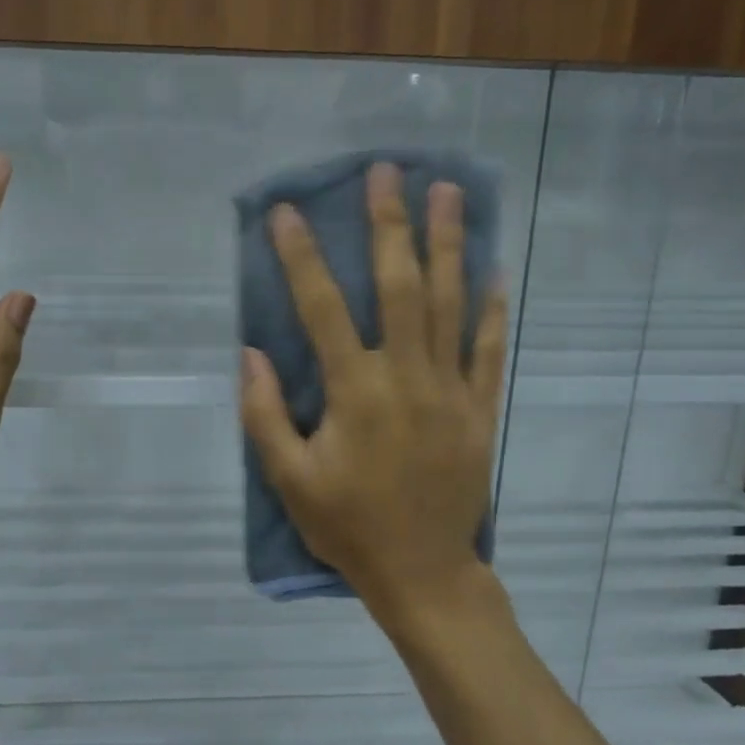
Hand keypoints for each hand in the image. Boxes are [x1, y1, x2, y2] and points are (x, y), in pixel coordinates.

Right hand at [240, 162, 506, 620]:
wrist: (423, 572)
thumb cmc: (348, 527)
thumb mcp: (289, 480)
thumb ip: (266, 415)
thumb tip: (251, 354)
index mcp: (355, 393)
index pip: (323, 310)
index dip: (302, 258)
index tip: (287, 212)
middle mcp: (406, 377)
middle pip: (398, 287)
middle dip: (389, 225)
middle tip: (387, 172)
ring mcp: (451, 390)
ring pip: (449, 303)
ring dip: (447, 244)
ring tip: (447, 192)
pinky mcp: (479, 409)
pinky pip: (488, 348)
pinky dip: (491, 308)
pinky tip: (493, 269)